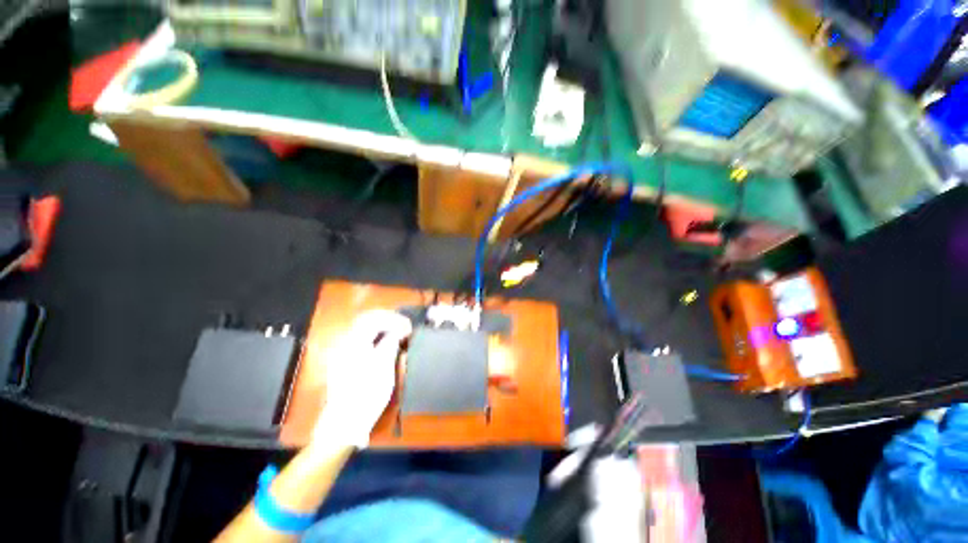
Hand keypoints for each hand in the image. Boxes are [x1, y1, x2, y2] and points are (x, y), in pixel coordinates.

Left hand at [312, 309, 411, 448]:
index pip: (375, 319)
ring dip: (382, 326)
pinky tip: (385, 343)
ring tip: (397, 332)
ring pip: (363, 329)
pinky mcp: (345, 361)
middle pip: (366, 320)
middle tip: (403, 325)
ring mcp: (343, 352)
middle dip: (387, 319)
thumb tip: (400, 329)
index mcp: (354, 343)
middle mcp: (346, 343)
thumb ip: (391, 342)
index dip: (394, 319)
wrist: (345, 421)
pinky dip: (376, 336)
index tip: (409, 326)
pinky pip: (361, 339)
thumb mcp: (384, 365)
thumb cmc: (368, 392)